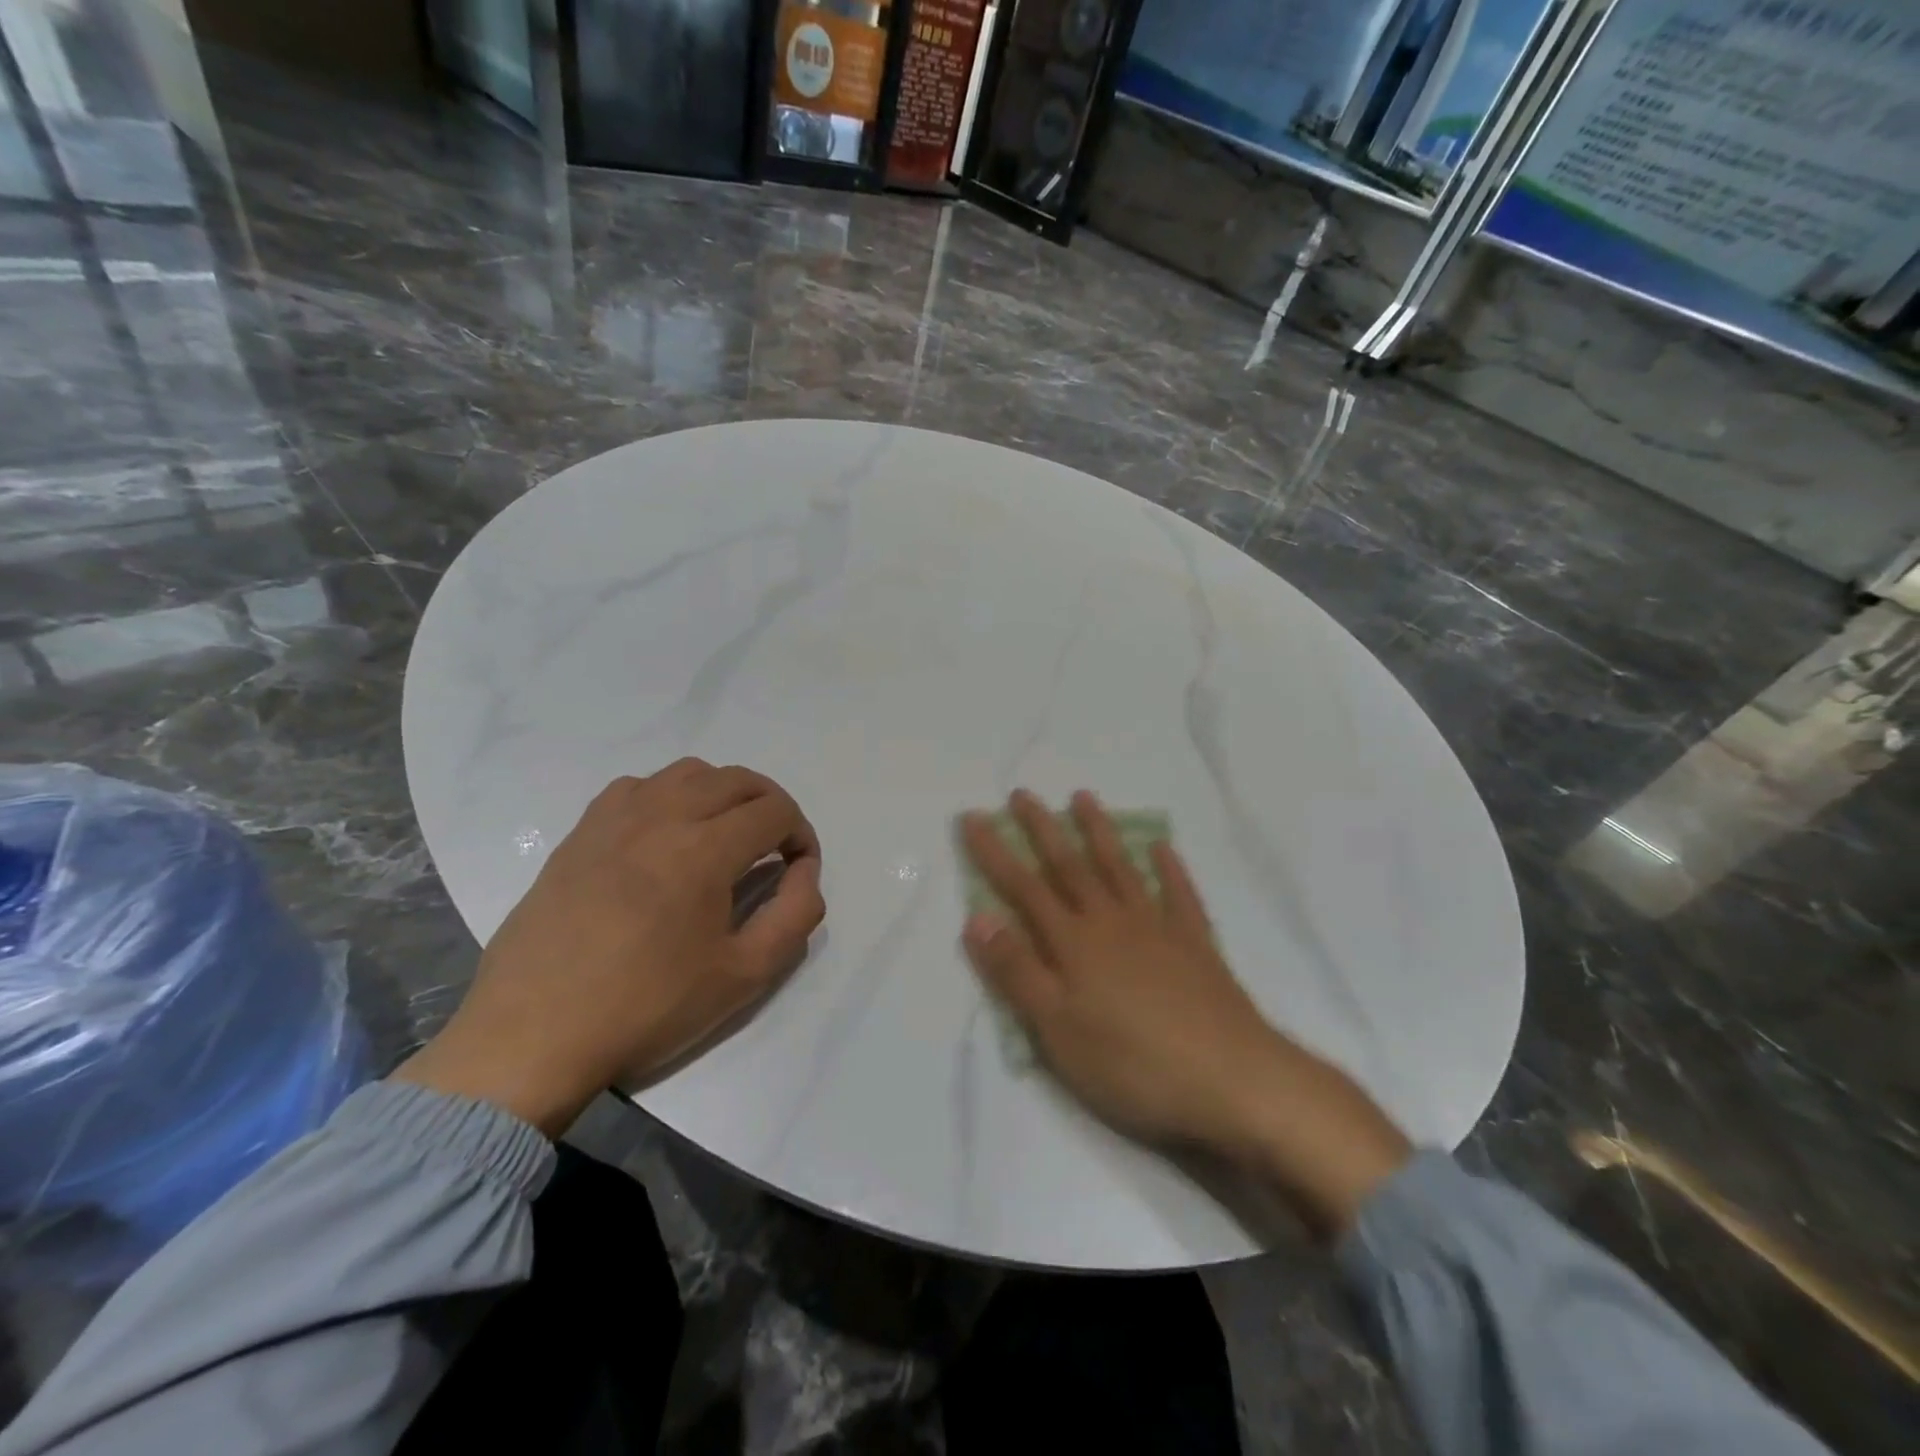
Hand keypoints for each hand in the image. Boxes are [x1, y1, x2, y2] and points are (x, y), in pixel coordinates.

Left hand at [396, 760, 824, 1135]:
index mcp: (704, 849)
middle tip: (775, 847)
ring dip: (722, 793)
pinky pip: (637, 787)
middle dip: (770, 805)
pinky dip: (669, 796)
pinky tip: (665, 835)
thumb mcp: (744, 975)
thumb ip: (795, 915)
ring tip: (725, 834)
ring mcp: (614, 819)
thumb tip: (805, 871)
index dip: (801, 834)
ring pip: (688, 772)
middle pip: (737, 779)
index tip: (799, 869)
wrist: (535, 1034)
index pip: (775, 810)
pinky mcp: (580, 832)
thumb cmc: (647, 1008)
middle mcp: (661, 816)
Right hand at [960, 790, 1409, 1238]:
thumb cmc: (1132, 1062)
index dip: (995, 852)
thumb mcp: (1057, 1029)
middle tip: (1022, 794)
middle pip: (1070, 866)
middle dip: (1041, 829)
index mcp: (1074, 942)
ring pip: (1120, 868)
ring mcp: (1158, 928)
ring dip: (1098, 832)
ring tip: (1083, 798)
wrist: (1230, 1078)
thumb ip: (1017, 970)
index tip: (973, 817)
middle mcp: (1112, 921)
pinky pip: (1180, 894)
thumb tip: (978, 916)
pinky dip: (1170, 868)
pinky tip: (1163, 847)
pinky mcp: (1196, 944)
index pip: (1023, 887)